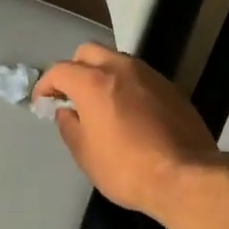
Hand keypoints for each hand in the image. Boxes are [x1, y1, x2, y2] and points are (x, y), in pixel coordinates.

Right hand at [34, 45, 224, 217]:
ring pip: (117, 61)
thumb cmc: (126, 168)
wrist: (185, 176)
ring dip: (103, 74)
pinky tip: (129, 112)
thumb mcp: (85, 154)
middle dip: (75, 69)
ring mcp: (150, 75)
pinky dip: (126, 86)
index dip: (46, 85)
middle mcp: (121, 68)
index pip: (60, 70)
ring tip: (101, 103)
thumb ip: (69, 126)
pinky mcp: (171, 88)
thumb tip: (67, 112)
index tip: (43, 102)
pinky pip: (140, 77)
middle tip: (71, 96)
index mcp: (94, 82)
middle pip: (89, 52)